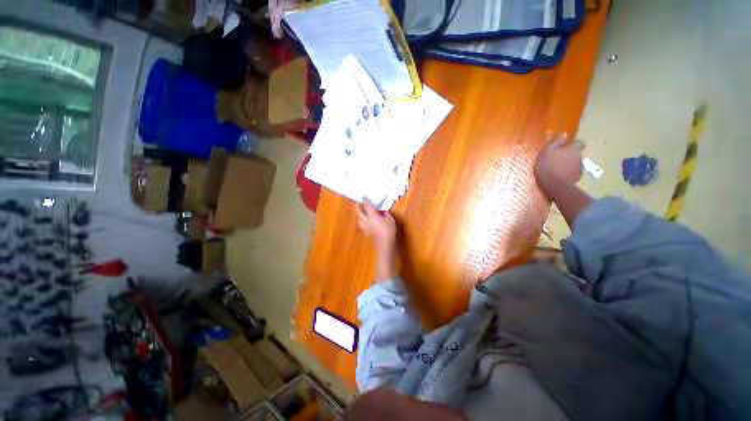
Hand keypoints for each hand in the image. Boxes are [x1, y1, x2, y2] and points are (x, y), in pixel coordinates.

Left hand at [356, 199, 396, 247]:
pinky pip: (363, 226)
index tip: (363, 197)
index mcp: (372, 214)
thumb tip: (384, 211)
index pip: (367, 205)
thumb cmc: (388, 228)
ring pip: (359, 220)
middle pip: (359, 212)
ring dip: (358, 215)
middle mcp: (367, 219)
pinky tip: (364, 223)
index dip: (365, 200)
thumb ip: (386, 213)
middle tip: (357, 203)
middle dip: (357, 207)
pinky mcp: (368, 232)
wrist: (385, 241)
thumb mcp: (390, 218)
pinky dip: (362, 223)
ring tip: (360, 213)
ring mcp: (366, 226)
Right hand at [534, 133, 583, 188]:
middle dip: (570, 155)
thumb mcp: (547, 152)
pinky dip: (568, 173)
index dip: (573, 144)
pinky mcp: (577, 178)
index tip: (565, 147)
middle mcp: (580, 157)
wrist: (555, 185)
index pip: (579, 143)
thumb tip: (564, 133)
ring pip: (575, 164)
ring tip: (558, 169)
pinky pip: (573, 173)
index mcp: (573, 149)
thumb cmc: (549, 166)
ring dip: (569, 165)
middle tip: (558, 159)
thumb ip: (556, 142)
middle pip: (577, 154)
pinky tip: (560, 176)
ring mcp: (580, 168)